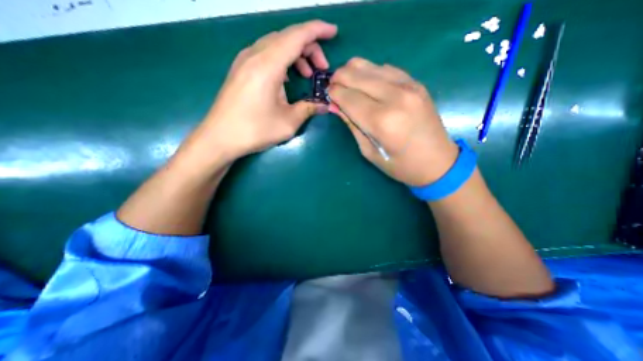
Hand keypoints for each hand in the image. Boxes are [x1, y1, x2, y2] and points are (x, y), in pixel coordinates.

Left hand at [179, 21, 336, 164]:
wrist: (220, 137)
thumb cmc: (254, 130)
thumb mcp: (288, 123)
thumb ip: (308, 109)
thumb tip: (324, 106)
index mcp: (268, 65)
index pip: (297, 36)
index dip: (318, 30)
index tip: (333, 32)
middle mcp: (255, 55)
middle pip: (287, 37)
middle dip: (309, 48)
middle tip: (321, 69)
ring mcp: (245, 60)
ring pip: (276, 44)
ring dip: (296, 55)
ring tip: (307, 75)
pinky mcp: (241, 69)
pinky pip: (266, 54)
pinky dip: (282, 60)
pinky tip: (287, 79)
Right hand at [329, 58, 459, 187]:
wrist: (438, 162)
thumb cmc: (400, 165)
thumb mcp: (369, 151)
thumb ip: (352, 125)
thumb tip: (335, 106)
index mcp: (382, 121)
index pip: (349, 97)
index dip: (334, 93)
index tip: (327, 95)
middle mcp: (395, 97)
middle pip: (357, 75)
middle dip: (339, 78)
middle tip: (333, 87)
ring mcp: (409, 86)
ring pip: (370, 66)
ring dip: (353, 72)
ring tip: (347, 84)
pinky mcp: (416, 83)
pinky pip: (386, 68)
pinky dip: (371, 73)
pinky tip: (368, 84)